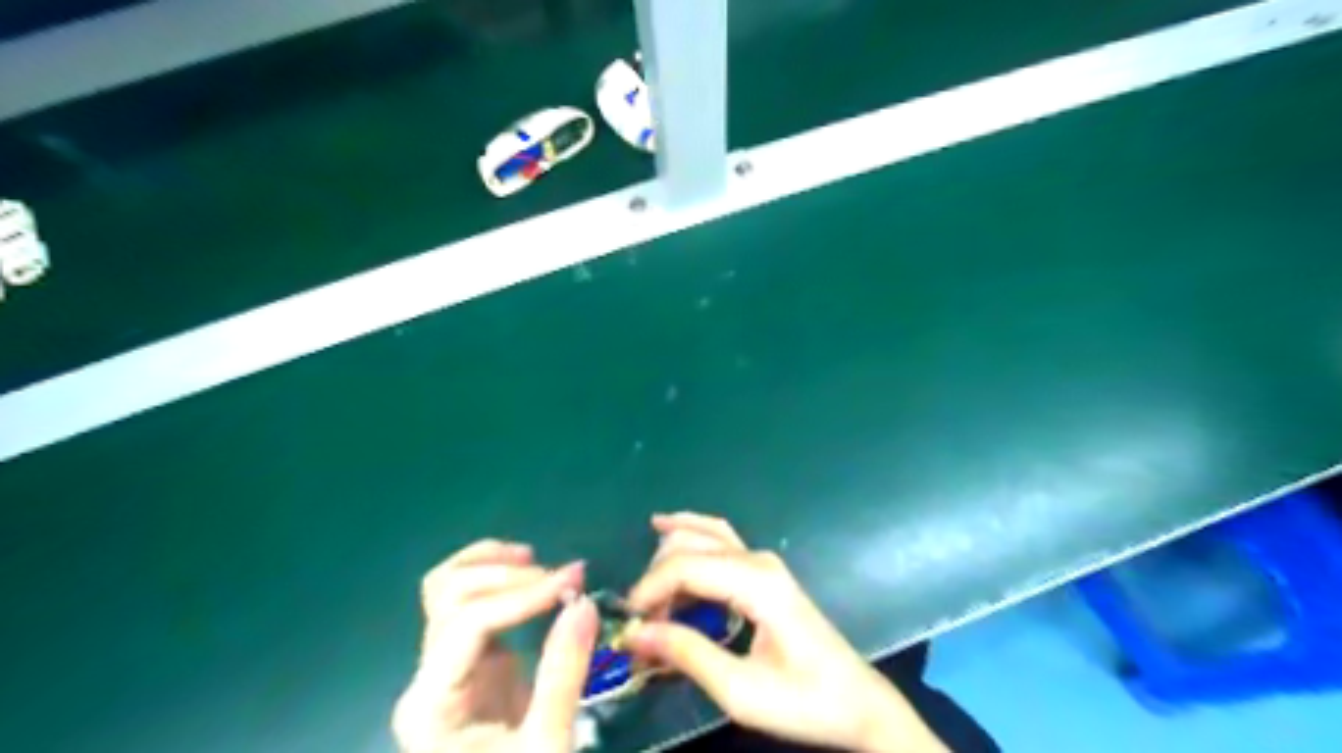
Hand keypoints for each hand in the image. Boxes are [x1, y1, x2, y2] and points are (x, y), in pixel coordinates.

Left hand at [388, 540, 597, 751]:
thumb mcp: (547, 743)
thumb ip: (563, 672)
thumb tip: (583, 601)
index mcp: (430, 705)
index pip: (468, 623)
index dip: (522, 595)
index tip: (575, 582)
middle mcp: (426, 677)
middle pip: (447, 596)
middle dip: (508, 577)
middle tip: (566, 579)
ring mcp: (443, 667)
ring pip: (446, 591)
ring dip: (490, 566)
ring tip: (537, 561)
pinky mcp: (467, 663)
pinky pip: (466, 603)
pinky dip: (491, 576)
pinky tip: (524, 571)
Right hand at [624, 515, 947, 752]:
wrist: (856, 702)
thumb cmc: (803, 701)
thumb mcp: (740, 691)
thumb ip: (687, 654)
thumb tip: (634, 632)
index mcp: (757, 583)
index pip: (685, 566)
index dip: (649, 590)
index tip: (628, 626)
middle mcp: (758, 560)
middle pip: (689, 544)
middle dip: (656, 578)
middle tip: (639, 624)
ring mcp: (763, 561)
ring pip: (702, 535)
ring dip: (667, 561)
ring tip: (647, 603)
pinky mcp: (763, 571)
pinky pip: (717, 540)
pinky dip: (687, 542)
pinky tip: (665, 539)